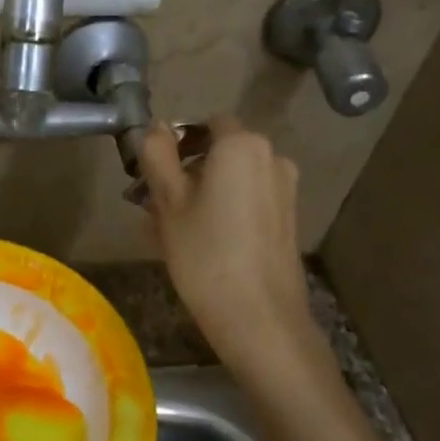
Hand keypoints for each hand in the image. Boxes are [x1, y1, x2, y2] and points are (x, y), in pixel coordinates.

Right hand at [139, 116, 316, 362]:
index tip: (152, 172)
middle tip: (153, 204)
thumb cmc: (205, 253)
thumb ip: (157, 155)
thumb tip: (155, 126)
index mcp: (241, 145)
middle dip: (187, 171)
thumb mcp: (168, 201)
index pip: (205, 123)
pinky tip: (196, 243)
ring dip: (201, 193)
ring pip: (232, 180)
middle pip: (220, 152)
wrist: (259, 317)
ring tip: (168, 229)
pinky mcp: (287, 220)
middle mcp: (270, 158)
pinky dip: (222, 211)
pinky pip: (247, 202)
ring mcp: (284, 190)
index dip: (176, 142)